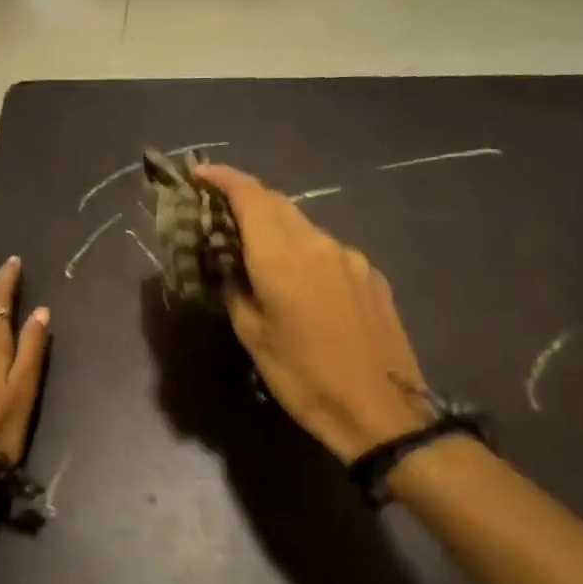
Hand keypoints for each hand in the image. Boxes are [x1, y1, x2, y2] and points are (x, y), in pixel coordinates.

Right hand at [194, 164, 433, 461]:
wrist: (382, 410)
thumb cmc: (305, 379)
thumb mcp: (254, 338)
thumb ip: (237, 290)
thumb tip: (231, 266)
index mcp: (283, 257)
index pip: (251, 196)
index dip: (223, 178)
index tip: (200, 173)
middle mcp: (319, 244)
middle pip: (278, 204)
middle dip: (247, 200)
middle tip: (220, 214)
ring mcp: (351, 257)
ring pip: (304, 227)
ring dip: (276, 229)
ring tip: (258, 255)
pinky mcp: (371, 275)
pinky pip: (329, 251)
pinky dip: (305, 253)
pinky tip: (302, 285)